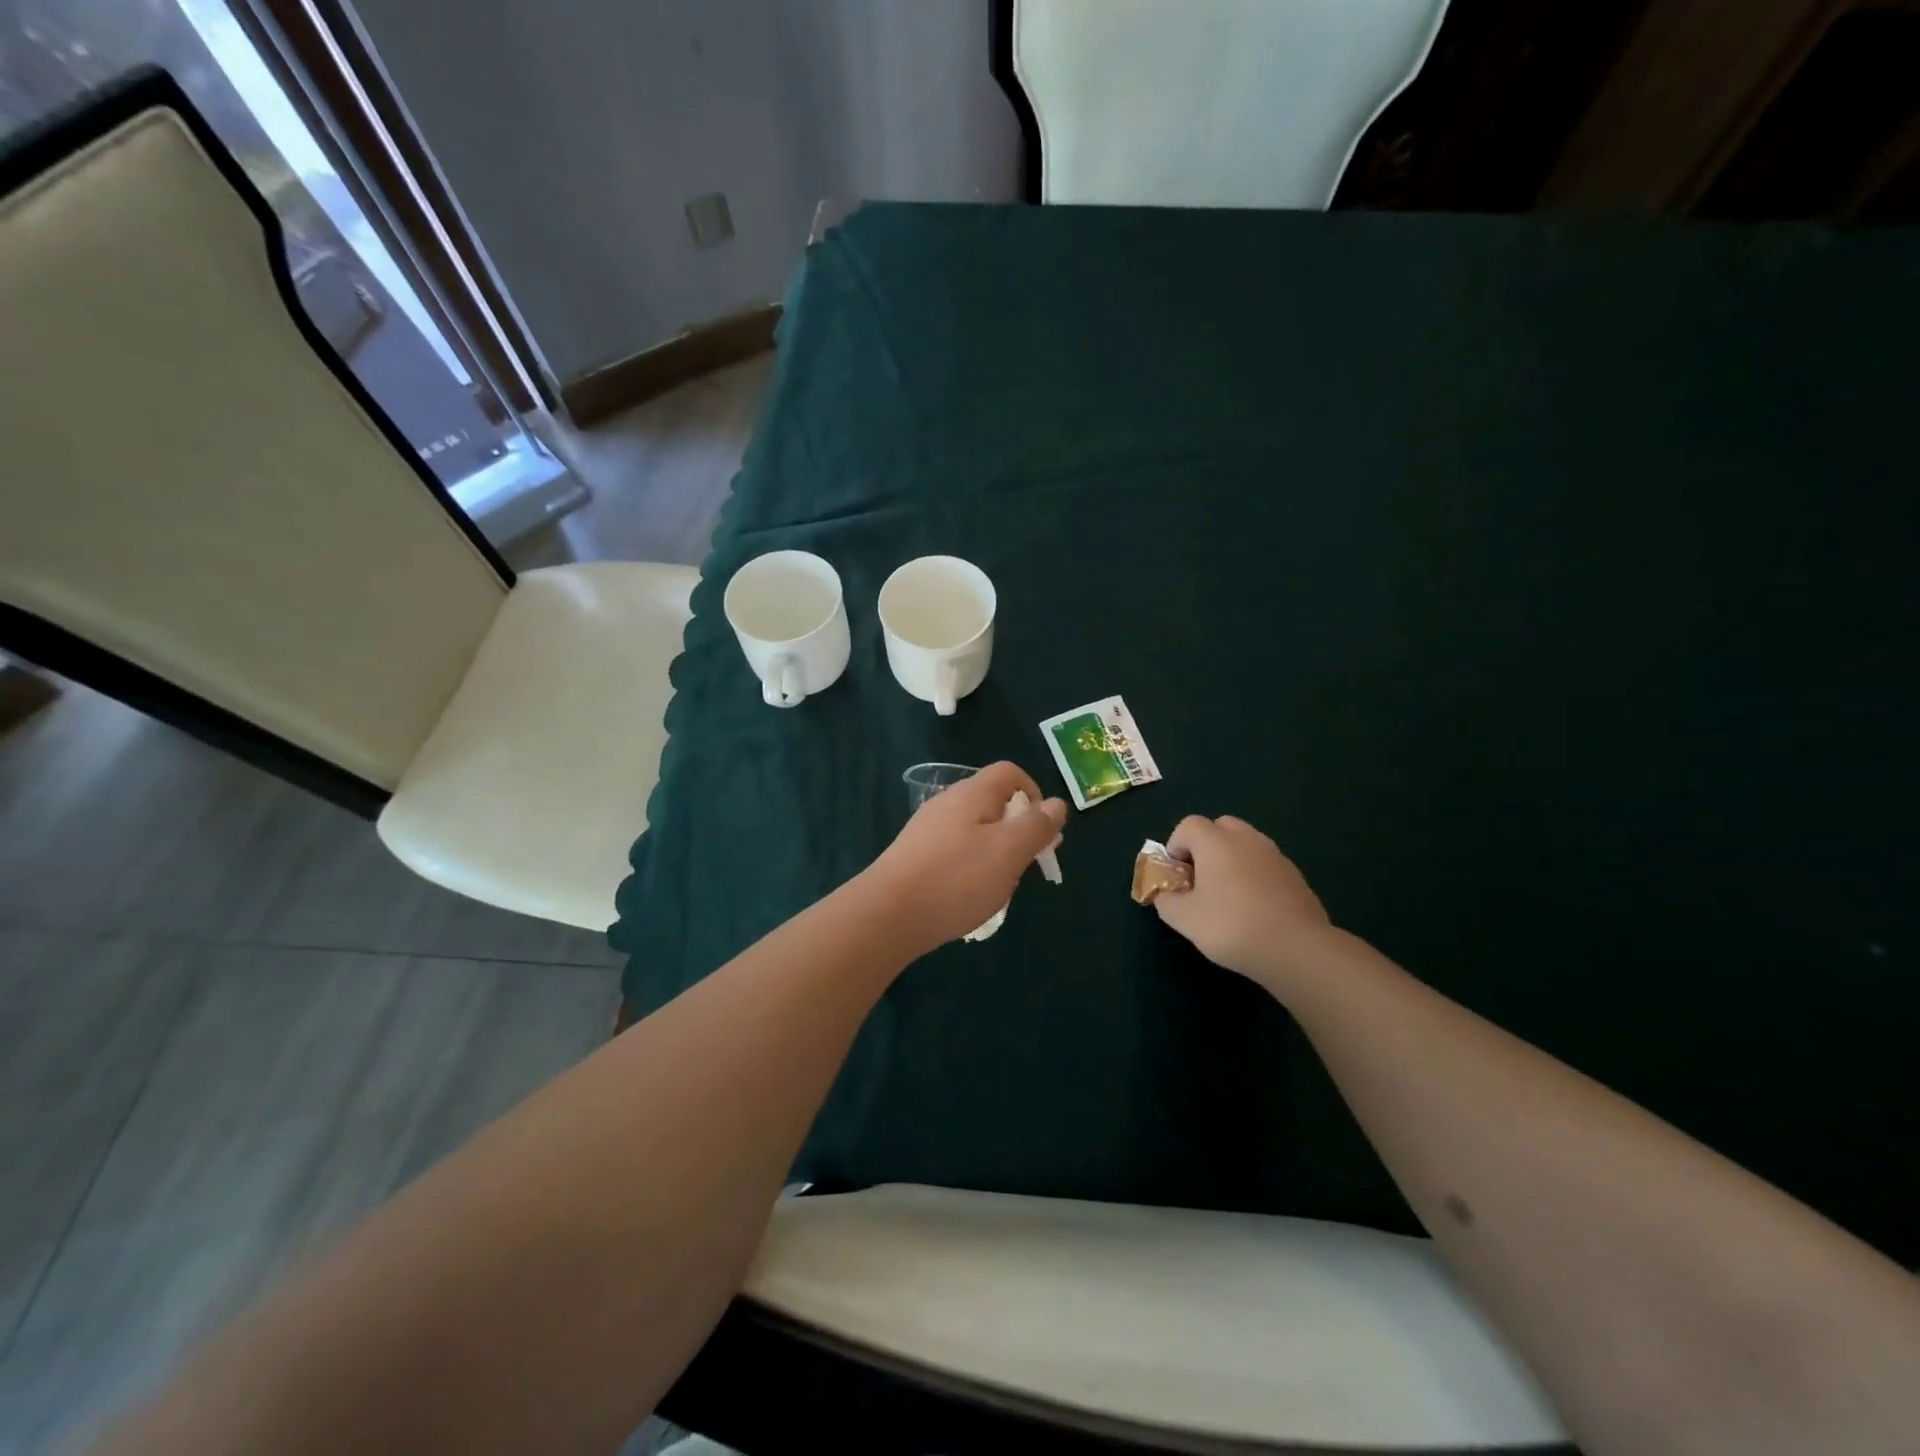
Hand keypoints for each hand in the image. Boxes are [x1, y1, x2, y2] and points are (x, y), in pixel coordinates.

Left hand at [860, 762, 1066, 955]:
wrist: (887, 915)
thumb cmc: (956, 879)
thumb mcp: (1008, 852)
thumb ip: (1036, 826)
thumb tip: (1056, 804)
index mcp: (972, 793)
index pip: (1009, 773)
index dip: (1034, 793)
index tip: (1043, 829)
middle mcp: (947, 803)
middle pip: (992, 801)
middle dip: (1017, 827)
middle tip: (1028, 863)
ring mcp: (926, 829)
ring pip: (974, 829)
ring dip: (995, 850)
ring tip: (1001, 884)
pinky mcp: (914, 856)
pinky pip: (954, 850)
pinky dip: (970, 865)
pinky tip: (969, 894)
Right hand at [1154, 815, 1332, 990]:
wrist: (1297, 949)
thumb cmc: (1231, 926)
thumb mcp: (1184, 919)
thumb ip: (1167, 901)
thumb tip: (1166, 896)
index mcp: (1216, 842)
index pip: (1188, 825)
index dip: (1176, 846)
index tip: (1177, 875)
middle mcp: (1246, 839)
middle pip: (1220, 826)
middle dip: (1206, 846)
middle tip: (1201, 878)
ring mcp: (1275, 855)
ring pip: (1246, 844)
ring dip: (1232, 859)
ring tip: (1228, 895)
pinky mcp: (1295, 875)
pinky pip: (1265, 864)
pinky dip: (1255, 876)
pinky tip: (1255, 908)